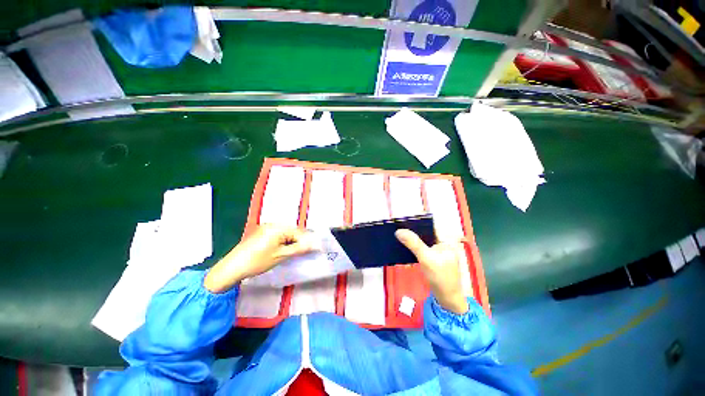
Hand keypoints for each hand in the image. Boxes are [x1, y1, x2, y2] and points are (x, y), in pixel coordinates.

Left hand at [204, 224, 318, 292]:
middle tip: (304, 253)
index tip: (313, 250)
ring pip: (286, 234)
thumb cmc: (257, 261)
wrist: (231, 268)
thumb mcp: (281, 256)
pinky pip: (278, 235)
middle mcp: (273, 224)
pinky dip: (283, 242)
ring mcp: (266, 228)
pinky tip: (283, 251)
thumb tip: (315, 244)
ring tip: (293, 254)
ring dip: (291, 242)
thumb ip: (299, 248)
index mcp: (278, 227)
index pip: (299, 232)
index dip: (307, 241)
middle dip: (299, 242)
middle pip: (293, 231)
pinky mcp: (262, 233)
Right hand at [395, 229, 468, 313]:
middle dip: (413, 234)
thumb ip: (413, 243)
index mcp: (446, 241)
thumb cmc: (440, 277)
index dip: (417, 223)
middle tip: (399, 232)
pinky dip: (415, 251)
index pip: (430, 227)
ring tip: (400, 240)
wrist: (447, 299)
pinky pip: (423, 251)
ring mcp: (439, 253)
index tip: (403, 221)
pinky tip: (407, 253)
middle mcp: (443, 245)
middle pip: (426, 235)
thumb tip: (399, 231)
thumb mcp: (426, 258)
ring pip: (423, 243)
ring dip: (413, 243)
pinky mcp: (434, 261)